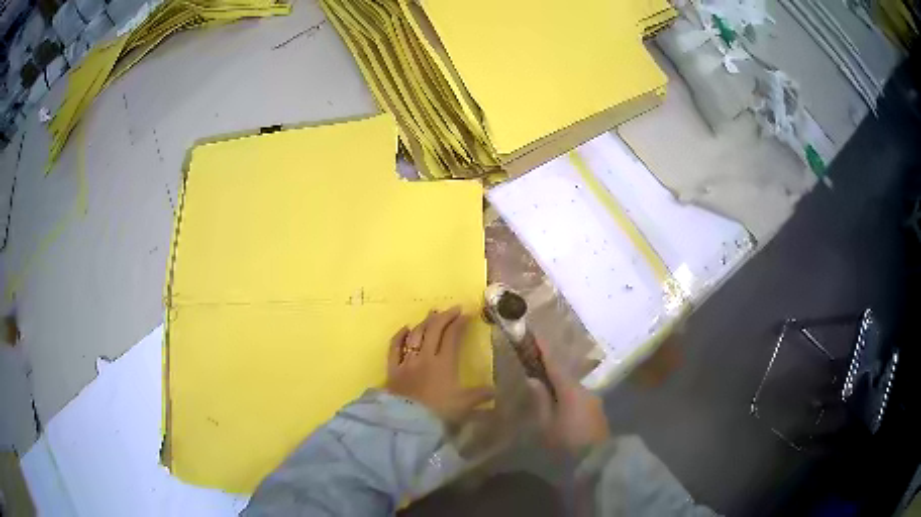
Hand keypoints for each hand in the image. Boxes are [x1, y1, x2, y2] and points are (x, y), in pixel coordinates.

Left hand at [386, 307, 493, 422]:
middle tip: (453, 309)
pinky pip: (394, 347)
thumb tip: (495, 390)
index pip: (452, 336)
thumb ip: (480, 396)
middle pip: (434, 330)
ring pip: (415, 334)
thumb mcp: (464, 406)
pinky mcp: (393, 369)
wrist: (408, 423)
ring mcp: (407, 361)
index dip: (460, 323)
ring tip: (433, 313)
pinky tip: (405, 328)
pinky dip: (399, 335)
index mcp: (444, 363)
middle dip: (445, 316)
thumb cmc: (439, 413)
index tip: (467, 314)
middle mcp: (425, 357)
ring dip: (425, 322)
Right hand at [529, 339, 609, 451]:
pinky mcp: (596, 411)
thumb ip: (540, 400)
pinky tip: (558, 400)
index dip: (544, 348)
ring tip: (544, 382)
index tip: (535, 332)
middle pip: (565, 372)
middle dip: (550, 365)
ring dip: (558, 381)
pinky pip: (578, 395)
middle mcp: (585, 389)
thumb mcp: (546, 425)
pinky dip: (566, 393)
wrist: (597, 460)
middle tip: (535, 360)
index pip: (555, 363)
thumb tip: (533, 378)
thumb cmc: (567, 443)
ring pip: (572, 385)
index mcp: (571, 390)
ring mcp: (594, 400)